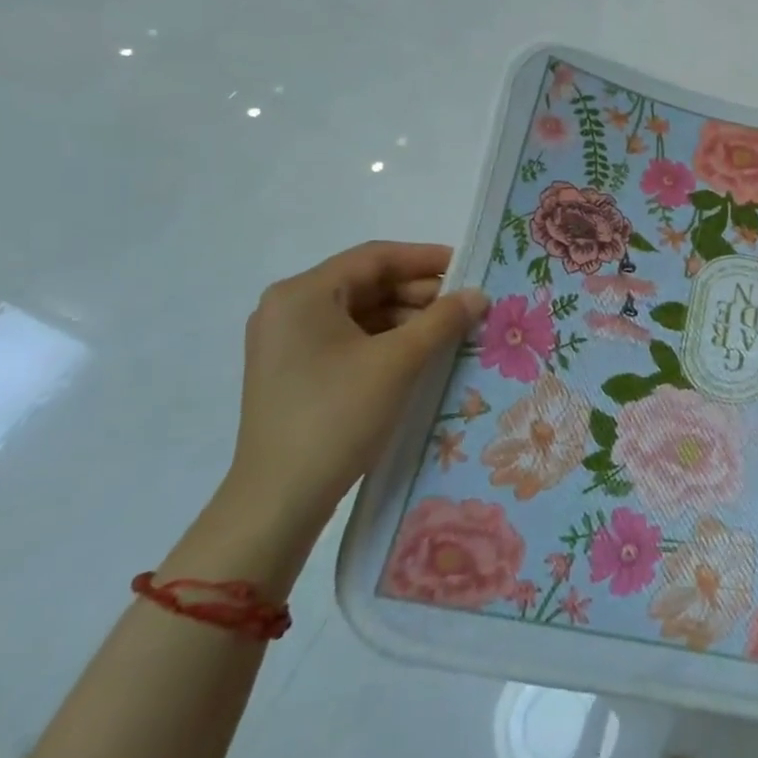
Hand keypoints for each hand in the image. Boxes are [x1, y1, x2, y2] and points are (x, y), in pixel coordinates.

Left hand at [226, 241, 487, 538]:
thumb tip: (478, 294)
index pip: (375, 258)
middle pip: (367, 284)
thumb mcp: (399, 362)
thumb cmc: (337, 416)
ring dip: (408, 320)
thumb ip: (443, 320)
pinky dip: (387, 342)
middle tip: (468, 306)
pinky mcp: (295, 373)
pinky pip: (349, 341)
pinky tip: (422, 356)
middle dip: (421, 294)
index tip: (470, 267)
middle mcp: (289, 309)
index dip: (427, 259)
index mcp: (304, 294)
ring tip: (453, 333)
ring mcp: (288, 343)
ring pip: (361, 315)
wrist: (279, 500)